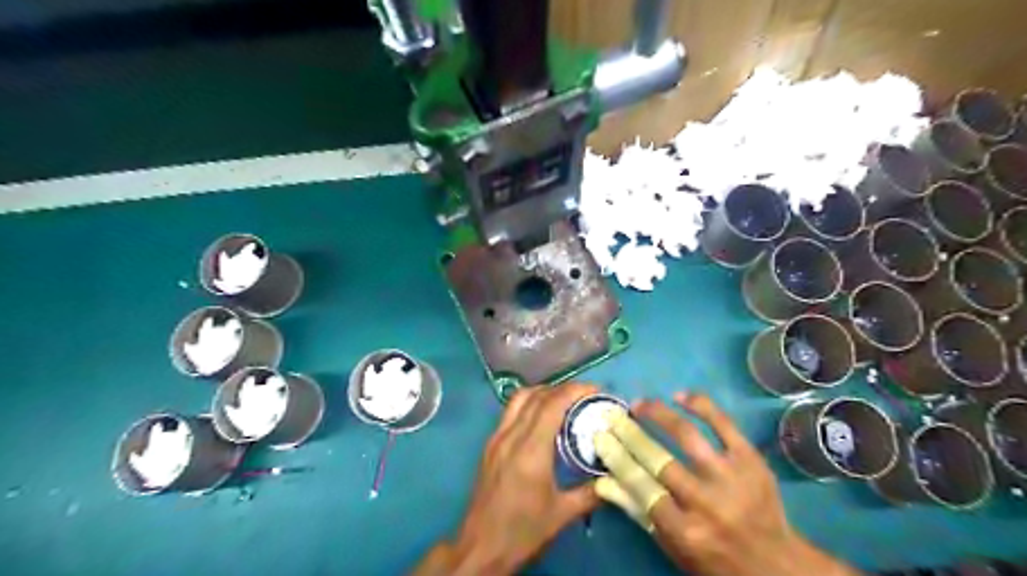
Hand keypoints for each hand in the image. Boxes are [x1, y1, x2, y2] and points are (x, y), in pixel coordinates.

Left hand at [412, 382, 602, 574]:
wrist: (481, 547)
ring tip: (565, 402)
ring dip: (543, 392)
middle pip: (536, 395)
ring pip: (519, 399)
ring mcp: (496, 438)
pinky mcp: (490, 445)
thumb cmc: (522, 531)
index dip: (575, 391)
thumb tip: (613, 478)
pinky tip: (543, 420)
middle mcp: (511, 436)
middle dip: (563, 389)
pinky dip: (529, 405)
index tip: (596, 390)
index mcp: (530, 449)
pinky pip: (510, 412)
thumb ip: (590, 493)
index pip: (552, 404)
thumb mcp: (562, 514)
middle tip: (585, 396)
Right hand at [595, 393, 860, 574]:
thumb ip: (638, 512)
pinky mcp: (752, 460)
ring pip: (687, 436)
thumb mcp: (673, 547)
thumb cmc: (715, 558)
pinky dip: (700, 406)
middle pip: (658, 459)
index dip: (617, 457)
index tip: (601, 437)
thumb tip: (603, 480)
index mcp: (684, 529)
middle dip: (630, 433)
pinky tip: (680, 396)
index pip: (641, 486)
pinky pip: (724, 424)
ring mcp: (731, 478)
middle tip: (613, 416)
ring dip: (658, 414)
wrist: (776, 563)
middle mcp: (706, 502)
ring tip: (640, 403)